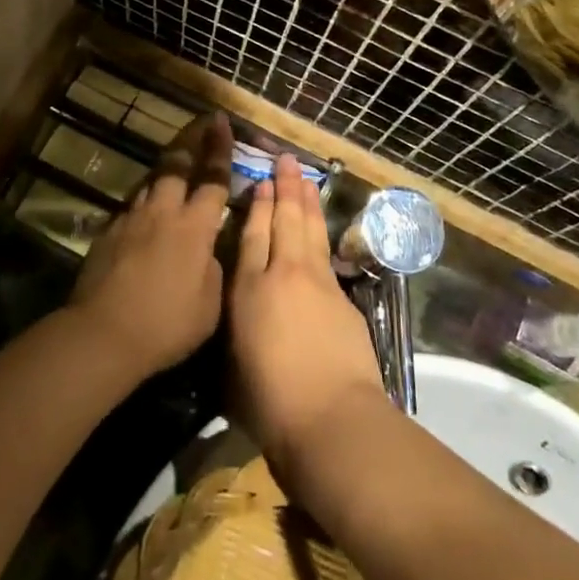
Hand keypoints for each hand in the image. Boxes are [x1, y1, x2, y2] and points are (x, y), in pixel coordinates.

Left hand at [68, 112, 232, 378]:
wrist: (104, 333)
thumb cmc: (166, 324)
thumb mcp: (210, 306)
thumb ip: (213, 271)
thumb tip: (207, 254)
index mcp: (195, 227)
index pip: (213, 178)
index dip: (220, 149)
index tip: (222, 122)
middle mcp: (164, 212)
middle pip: (176, 164)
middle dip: (190, 140)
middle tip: (200, 123)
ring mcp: (132, 219)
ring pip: (151, 182)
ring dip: (165, 170)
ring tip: (174, 164)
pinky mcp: (108, 233)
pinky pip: (131, 208)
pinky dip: (143, 203)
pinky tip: (145, 214)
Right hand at [229, 153, 384, 479]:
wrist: (331, 418)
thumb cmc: (270, 404)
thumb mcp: (234, 366)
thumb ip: (238, 330)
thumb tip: (242, 314)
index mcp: (249, 290)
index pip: (252, 235)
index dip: (256, 206)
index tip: (260, 182)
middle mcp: (283, 274)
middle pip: (285, 219)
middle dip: (285, 187)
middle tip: (287, 161)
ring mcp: (318, 282)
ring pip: (310, 229)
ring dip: (307, 201)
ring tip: (306, 178)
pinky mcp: (344, 298)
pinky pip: (327, 255)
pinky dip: (322, 234)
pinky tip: (320, 230)